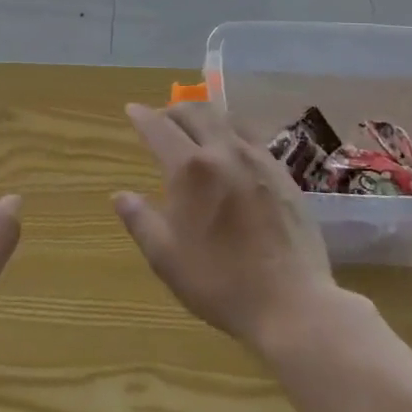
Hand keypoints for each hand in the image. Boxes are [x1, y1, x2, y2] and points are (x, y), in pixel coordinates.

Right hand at [115, 102, 336, 352]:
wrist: (291, 302)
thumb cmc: (219, 282)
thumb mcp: (166, 257)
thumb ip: (140, 220)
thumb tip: (120, 195)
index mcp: (190, 169)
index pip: (159, 128)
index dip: (142, 116)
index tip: (132, 110)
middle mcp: (224, 152)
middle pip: (196, 111)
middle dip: (174, 109)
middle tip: (162, 118)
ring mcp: (259, 160)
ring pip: (227, 119)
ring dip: (205, 115)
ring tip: (197, 127)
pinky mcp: (283, 174)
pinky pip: (252, 138)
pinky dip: (233, 132)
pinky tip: (233, 151)